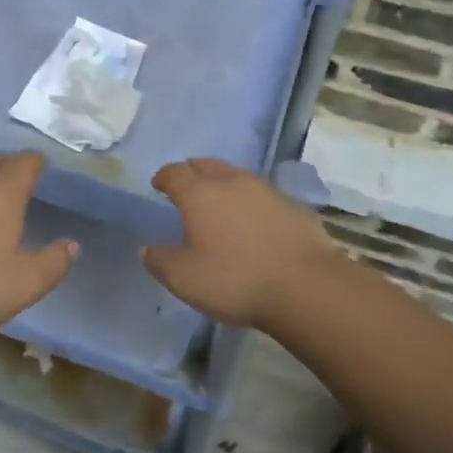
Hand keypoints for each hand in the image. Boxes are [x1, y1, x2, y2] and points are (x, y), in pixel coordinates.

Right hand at [142, 158, 342, 330]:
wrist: (306, 286)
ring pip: (236, 175)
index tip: (158, 185)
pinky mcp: (292, 205)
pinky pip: (262, 194)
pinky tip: (253, 221)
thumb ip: (160, 261)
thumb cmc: (235, 280)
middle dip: (192, 172)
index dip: (163, 177)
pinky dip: (249, 201)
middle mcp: (231, 182)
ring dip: (222, 183)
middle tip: (186, 187)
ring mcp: (266, 190)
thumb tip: (147, 249)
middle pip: (205, 165)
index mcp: (199, 194)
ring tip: (218, 202)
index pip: (174, 172)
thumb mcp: (184, 279)